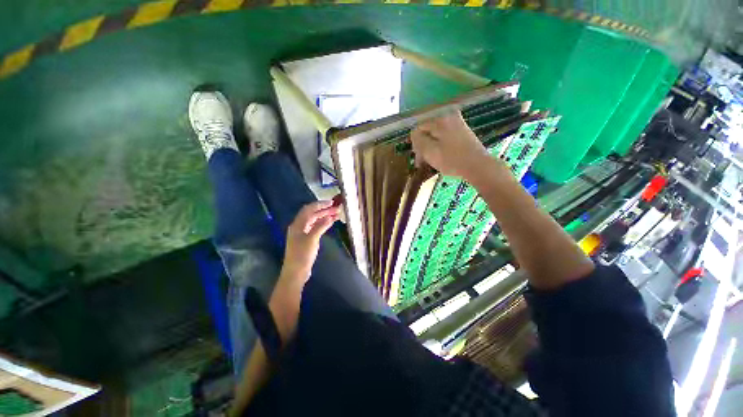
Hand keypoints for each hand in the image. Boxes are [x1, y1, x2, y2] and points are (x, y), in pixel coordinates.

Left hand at [282, 201, 339, 281]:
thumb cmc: (302, 255)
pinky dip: (323, 224)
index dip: (320, 204)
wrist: (296, 272)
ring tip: (336, 215)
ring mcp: (302, 233)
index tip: (332, 203)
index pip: (309, 209)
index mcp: (297, 224)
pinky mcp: (306, 239)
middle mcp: (299, 226)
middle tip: (337, 209)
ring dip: (324, 216)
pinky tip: (330, 223)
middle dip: (324, 210)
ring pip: (314, 221)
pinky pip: (315, 227)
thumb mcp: (312, 239)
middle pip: (312, 214)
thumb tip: (330, 216)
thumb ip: (321, 226)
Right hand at [410, 111, 492, 180]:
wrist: (478, 166)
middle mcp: (449, 116)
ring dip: (431, 146)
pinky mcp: (463, 131)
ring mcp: (458, 123)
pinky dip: (440, 145)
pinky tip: (441, 156)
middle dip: (423, 145)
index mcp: (440, 120)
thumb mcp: (430, 151)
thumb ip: (418, 140)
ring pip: (436, 134)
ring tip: (431, 161)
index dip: (415, 144)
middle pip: (428, 130)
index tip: (418, 159)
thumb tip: (413, 134)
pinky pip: (445, 136)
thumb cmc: (452, 160)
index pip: (419, 128)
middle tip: (423, 162)